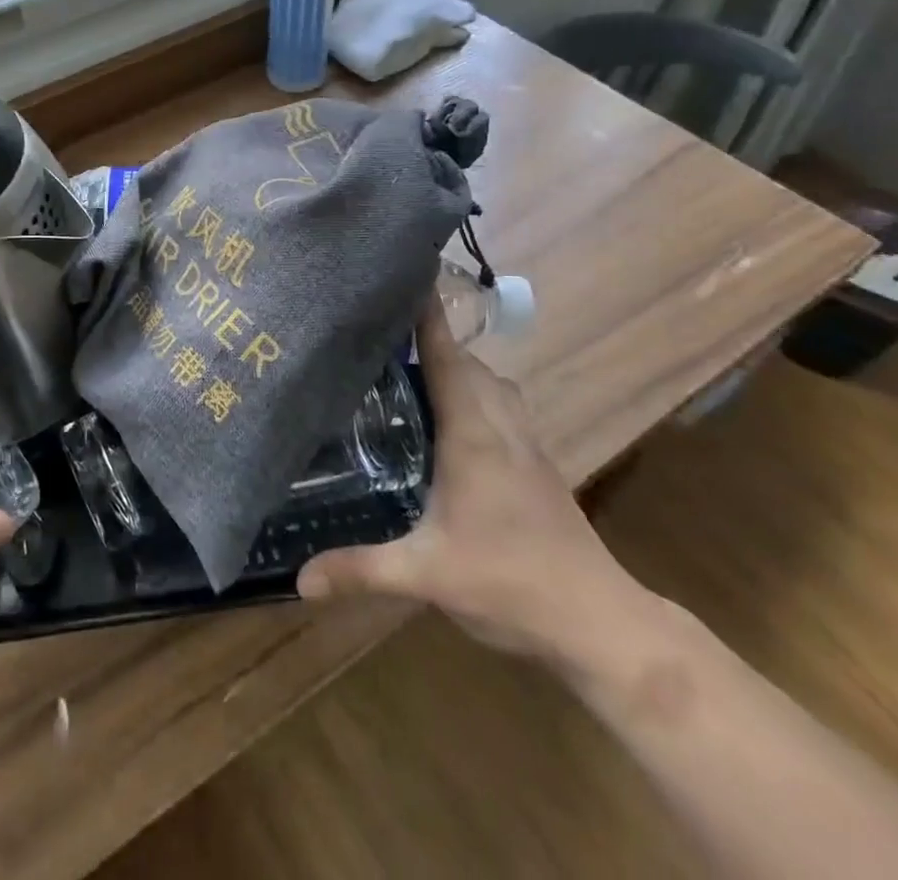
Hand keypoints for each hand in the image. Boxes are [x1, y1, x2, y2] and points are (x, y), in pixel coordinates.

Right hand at [297, 297, 647, 664]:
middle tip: (378, 334)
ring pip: (490, 381)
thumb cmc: (510, 583)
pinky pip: (502, 405)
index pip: (444, 356)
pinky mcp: (538, 463)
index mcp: (472, 432)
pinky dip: (475, 391)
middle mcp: (500, 424)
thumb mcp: (425, 576)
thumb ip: (360, 570)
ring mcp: (525, 443)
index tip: (403, 274)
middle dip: (428, 339)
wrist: (599, 622)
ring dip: (456, 366)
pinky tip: (452, 420)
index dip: (425, 315)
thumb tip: (298, 579)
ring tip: (410, 373)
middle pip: (465, 361)